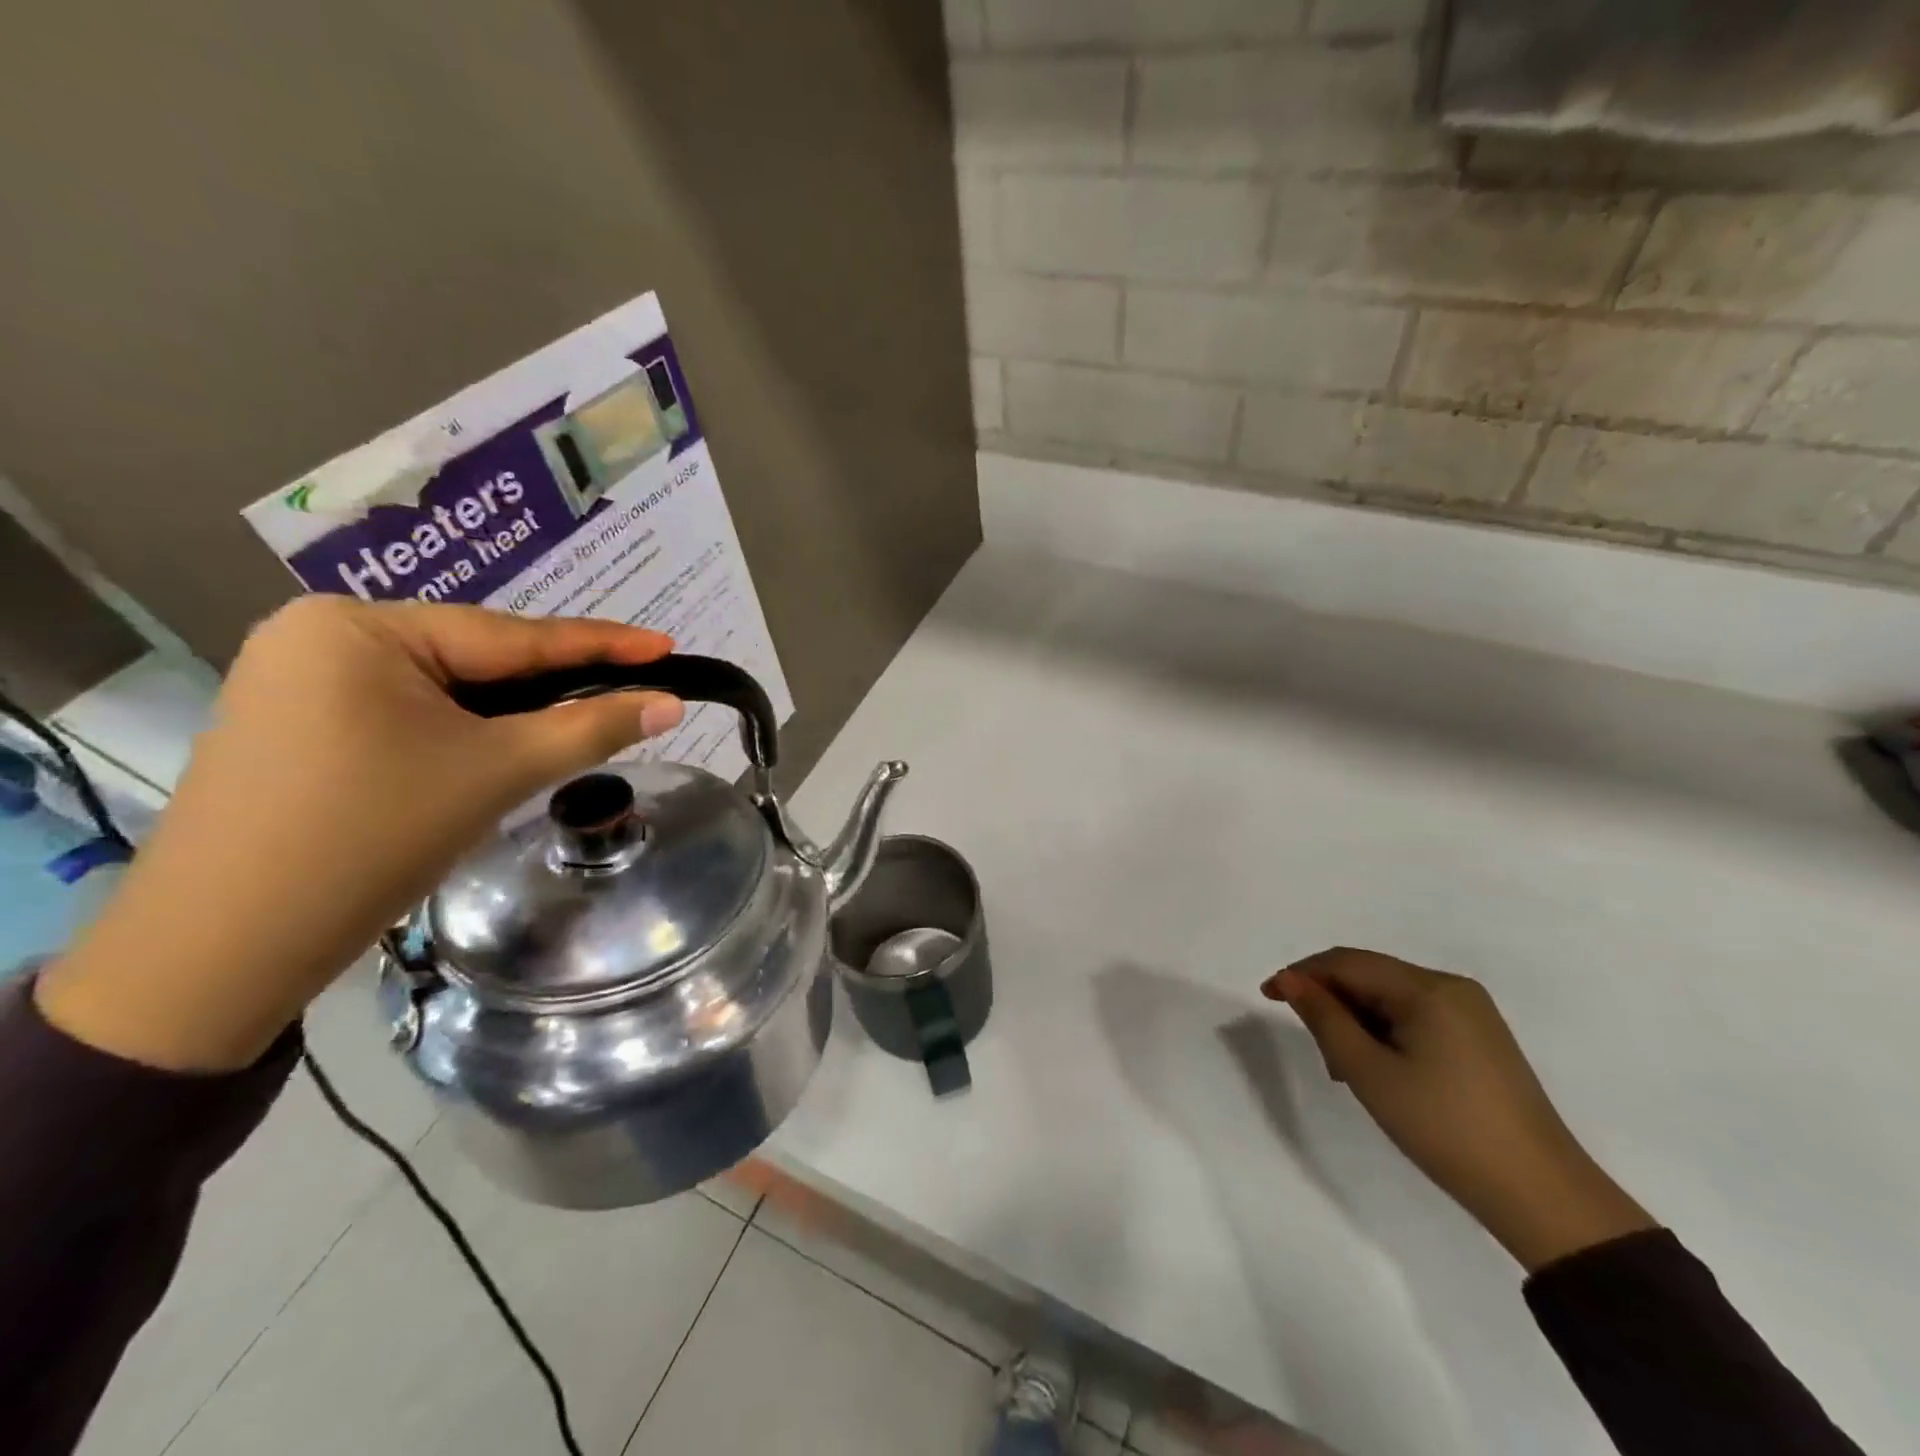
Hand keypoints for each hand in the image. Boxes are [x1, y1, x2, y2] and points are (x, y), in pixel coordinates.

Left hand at [37, 597, 684, 1072]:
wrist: (223, 949)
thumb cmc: (370, 838)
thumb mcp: (497, 772)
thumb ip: (591, 728)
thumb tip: (671, 705)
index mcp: (360, 627)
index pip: (512, 635)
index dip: (601, 644)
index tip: (667, 645)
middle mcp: (322, 634)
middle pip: (477, 657)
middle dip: (556, 681)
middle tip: (635, 687)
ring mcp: (301, 679)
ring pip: (446, 688)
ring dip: (514, 709)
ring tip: (584, 717)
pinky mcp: (299, 724)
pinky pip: (410, 711)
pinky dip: (467, 728)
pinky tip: (503, 744)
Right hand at [1263, 949, 1653, 1271]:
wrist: (1541, 1195)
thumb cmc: (1444, 1127)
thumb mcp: (1368, 1072)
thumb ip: (1324, 1018)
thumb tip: (1290, 980)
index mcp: (1429, 988)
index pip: (1347, 962)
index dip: (1302, 974)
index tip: (1267, 997)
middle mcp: (1452, 988)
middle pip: (1370, 976)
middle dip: (1331, 1003)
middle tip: (1316, 1051)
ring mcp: (1471, 1013)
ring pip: (1390, 999)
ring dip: (1356, 1022)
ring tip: (1345, 1070)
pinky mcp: (1480, 1039)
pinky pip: (1415, 1017)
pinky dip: (1385, 1034)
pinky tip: (1379, 1070)